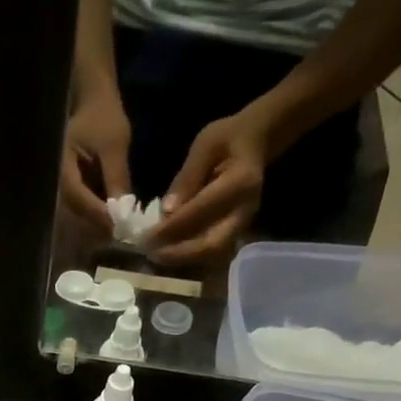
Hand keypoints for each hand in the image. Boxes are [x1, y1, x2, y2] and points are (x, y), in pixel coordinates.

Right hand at [60, 93, 132, 237]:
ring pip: (79, 216)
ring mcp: (63, 188)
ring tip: (120, 230)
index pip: (78, 198)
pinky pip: (83, 209)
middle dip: (99, 225)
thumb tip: (123, 211)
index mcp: (61, 168)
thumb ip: (116, 177)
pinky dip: (98, 216)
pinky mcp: (73, 190)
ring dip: (99, 224)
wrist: (93, 101)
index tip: (119, 225)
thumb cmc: (102, 116)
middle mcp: (57, 183)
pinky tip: (114, 220)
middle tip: (122, 234)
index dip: (98, 214)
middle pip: (75, 214)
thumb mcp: (114, 144)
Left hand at [147, 112, 266, 268]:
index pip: (201, 211)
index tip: (146, 236)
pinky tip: (167, 254)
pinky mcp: (236, 235)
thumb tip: (167, 211)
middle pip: (211, 245)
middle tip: (149, 253)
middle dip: (177, 254)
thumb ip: (187, 177)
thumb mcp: (205, 145)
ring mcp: (242, 227)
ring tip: (154, 256)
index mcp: (240, 183)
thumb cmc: (227, 139)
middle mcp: (244, 211)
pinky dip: (188, 259)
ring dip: (181, 260)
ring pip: (211, 256)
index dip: (172, 227)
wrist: (255, 144)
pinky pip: (211, 256)